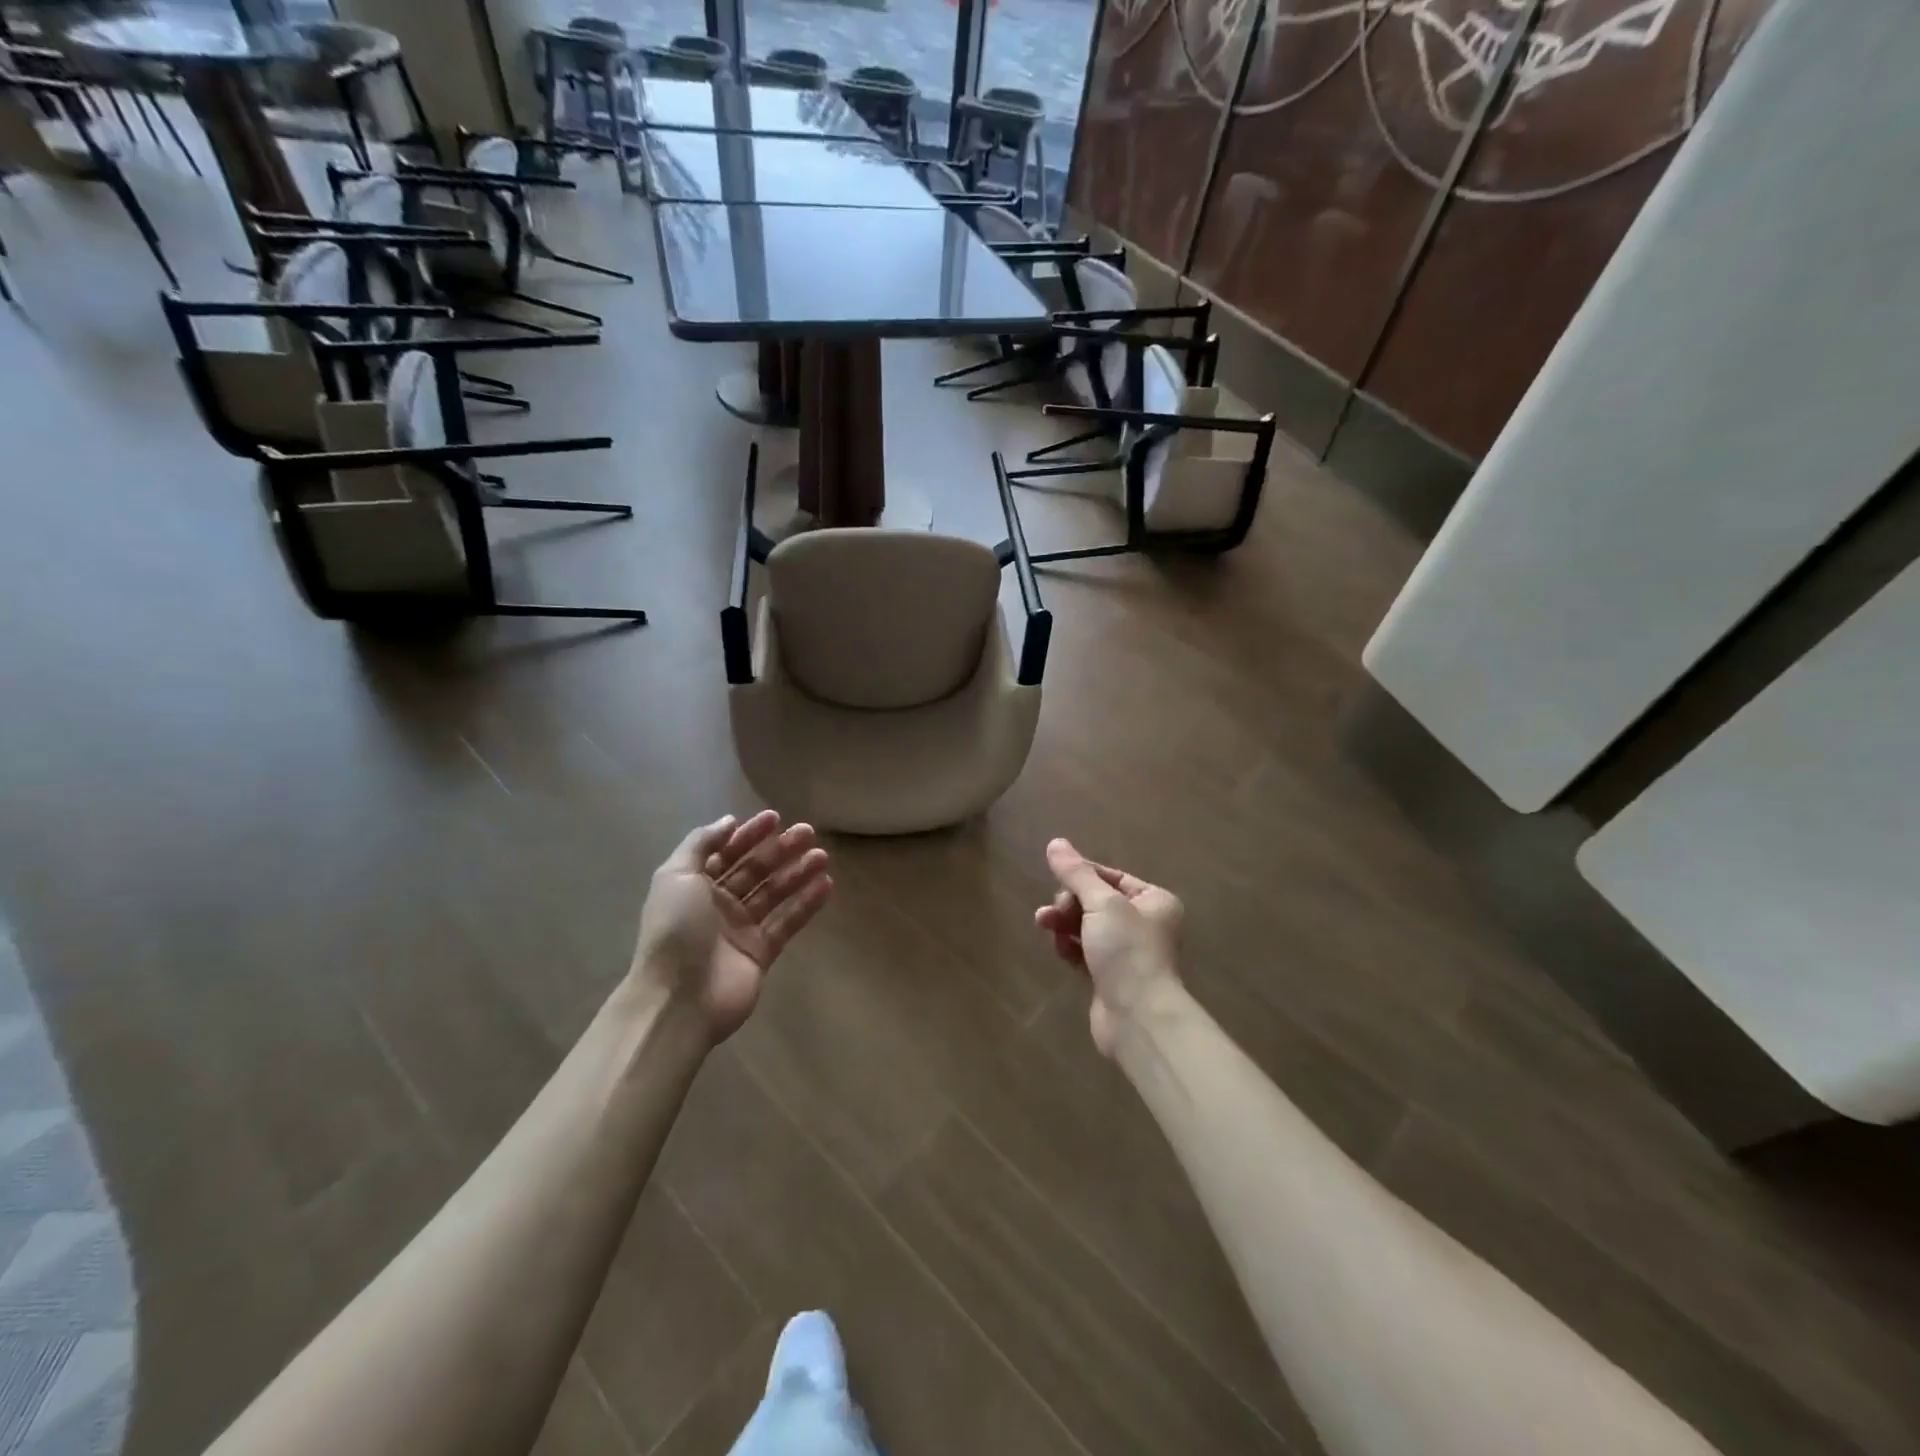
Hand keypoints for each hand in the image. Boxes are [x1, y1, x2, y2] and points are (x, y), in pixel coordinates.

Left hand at [631, 811, 832, 1042]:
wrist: (679, 999)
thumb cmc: (675, 930)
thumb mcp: (676, 876)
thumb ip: (701, 844)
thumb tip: (729, 821)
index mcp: (694, 886)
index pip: (726, 853)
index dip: (748, 834)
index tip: (775, 817)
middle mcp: (717, 905)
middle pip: (754, 871)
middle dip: (779, 850)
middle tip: (808, 832)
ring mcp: (741, 930)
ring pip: (774, 894)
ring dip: (798, 872)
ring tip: (822, 855)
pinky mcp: (761, 953)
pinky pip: (787, 922)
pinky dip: (806, 904)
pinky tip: (825, 885)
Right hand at [1034, 838, 1182, 1055]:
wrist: (1137, 1017)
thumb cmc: (1127, 951)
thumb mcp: (1102, 903)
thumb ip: (1076, 873)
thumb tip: (1055, 843)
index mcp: (1154, 901)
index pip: (1110, 876)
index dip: (1081, 876)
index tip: (1057, 880)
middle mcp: (1144, 923)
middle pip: (1095, 901)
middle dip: (1069, 903)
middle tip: (1053, 912)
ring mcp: (1127, 952)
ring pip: (1086, 926)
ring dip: (1064, 923)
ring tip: (1045, 926)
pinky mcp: (1109, 977)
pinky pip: (1084, 951)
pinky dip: (1070, 947)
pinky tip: (1059, 949)